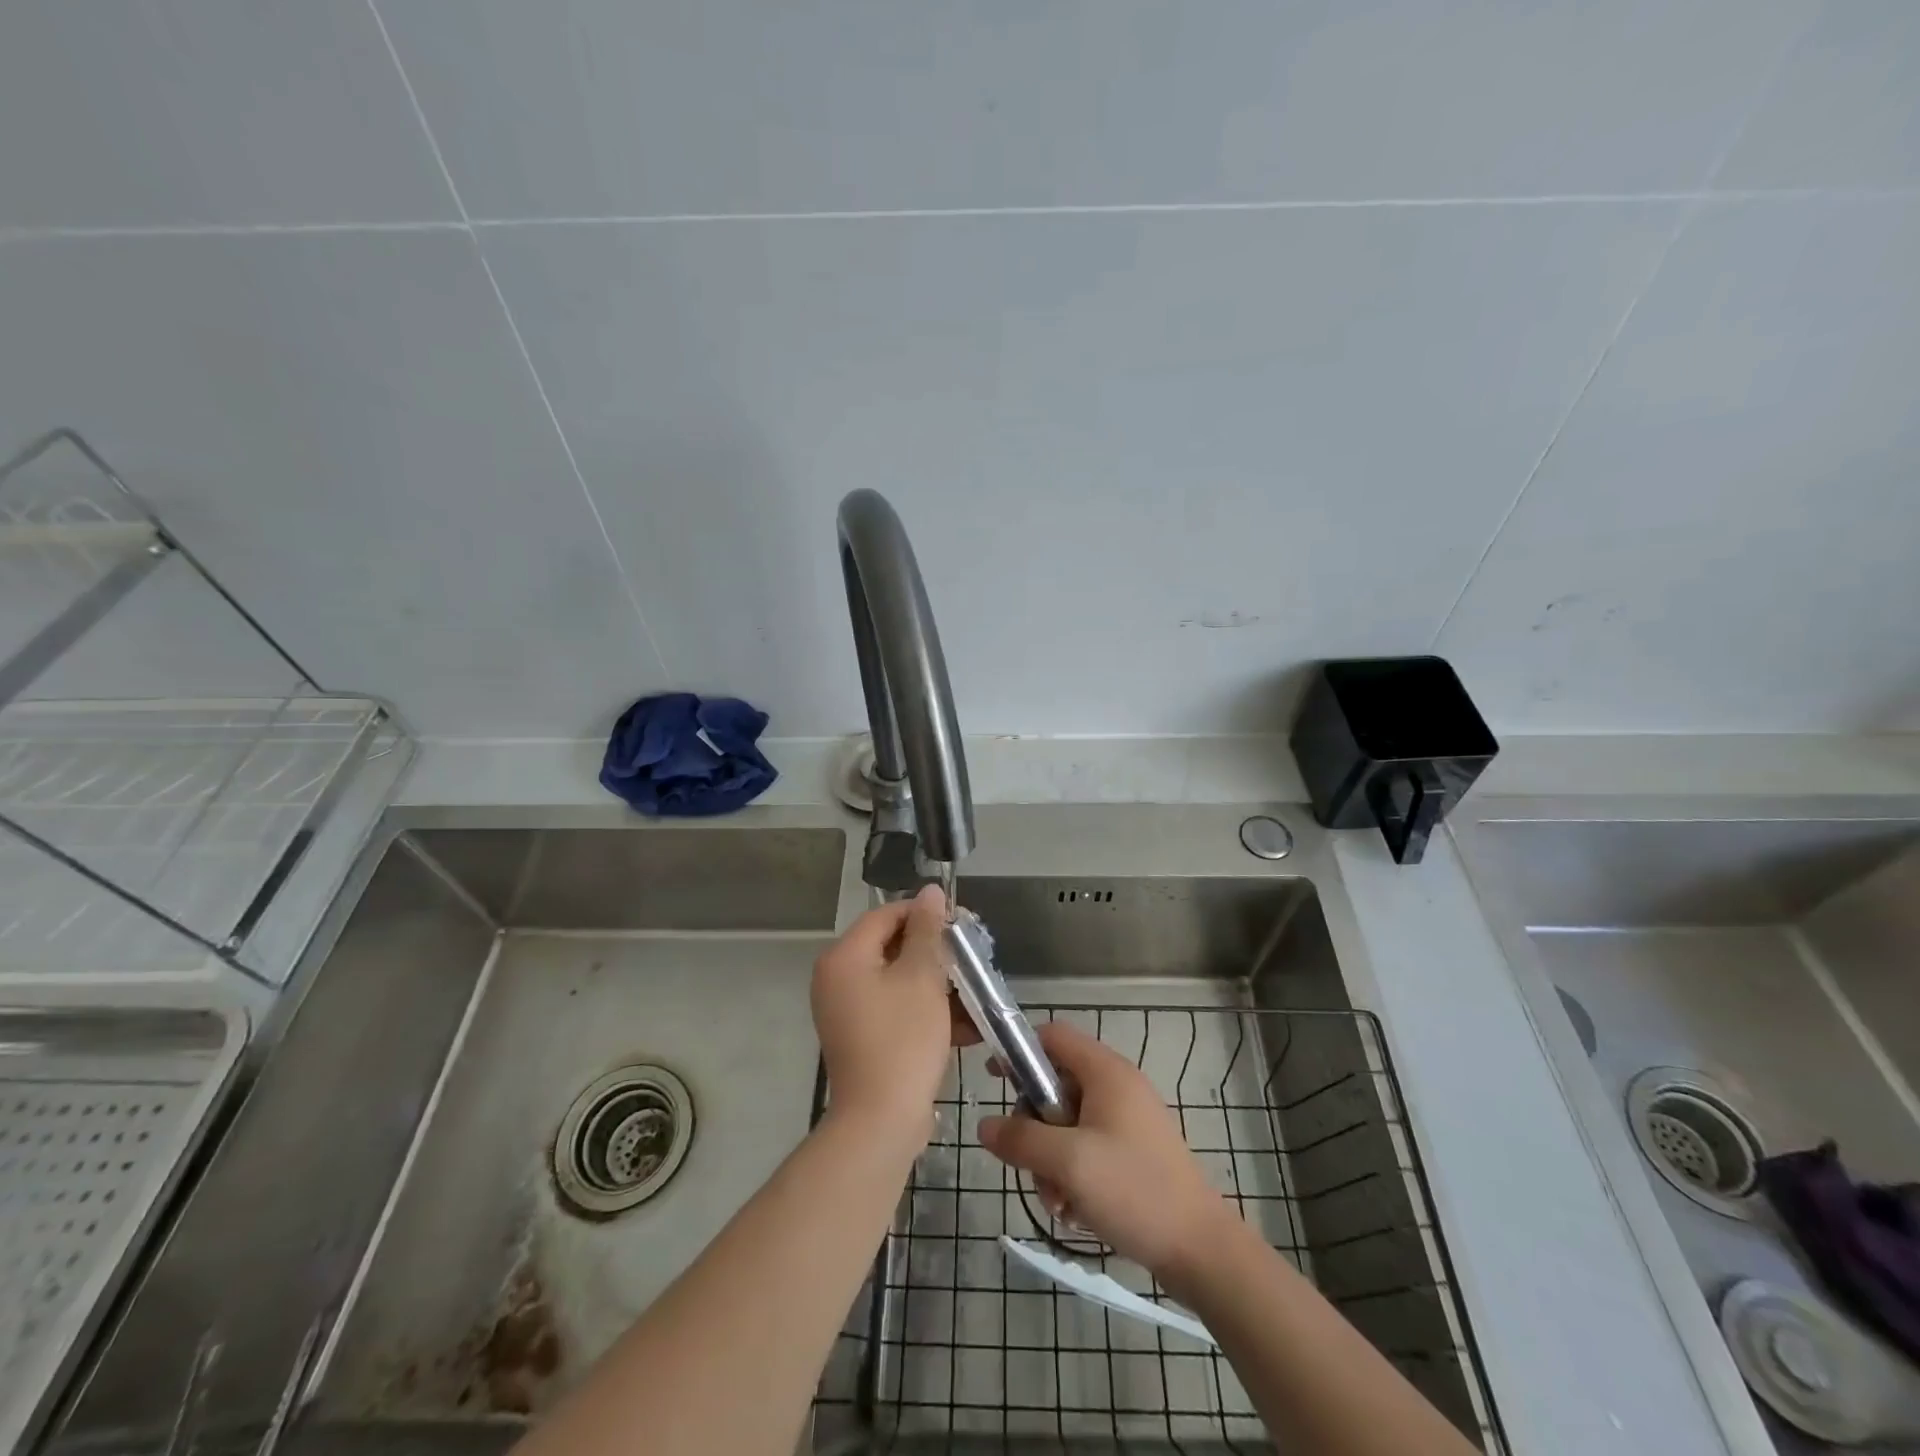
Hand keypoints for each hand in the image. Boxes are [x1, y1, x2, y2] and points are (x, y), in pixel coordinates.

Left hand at [811, 885, 976, 1139]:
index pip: (886, 915)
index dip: (925, 914)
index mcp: (844, 957)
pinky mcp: (862, 1037)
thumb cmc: (902, 1040)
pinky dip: (926, 1011)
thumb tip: (930, 891)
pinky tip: (966, 1024)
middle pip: (892, 947)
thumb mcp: (921, 978)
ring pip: (899, 980)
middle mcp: (838, 979)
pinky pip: (896, 1009)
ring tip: (975, 991)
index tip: (961, 923)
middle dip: (935, 952)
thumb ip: (927, 931)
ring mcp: (847, 1011)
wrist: (880, 1122)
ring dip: (937, 984)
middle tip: (972, 957)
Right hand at [979, 1021, 1229, 1275]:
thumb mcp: (1068, 1162)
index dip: (1019, 1051)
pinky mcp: (1133, 1152)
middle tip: (1031, 1165)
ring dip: (1051, 1161)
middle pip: (1055, 1086)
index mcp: (1106, 1071)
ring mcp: (1127, 1120)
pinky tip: (1076, 1212)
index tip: (994, 1083)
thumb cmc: (1133, 1190)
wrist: (1201, 1250)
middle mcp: (1117, 1086)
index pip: (1052, 1036)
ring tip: (1058, 1202)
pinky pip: (1087, 1148)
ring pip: (1067, 1124)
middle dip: (1035, 1128)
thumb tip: (984, 1125)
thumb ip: (1021, 1139)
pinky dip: (1073, 1175)